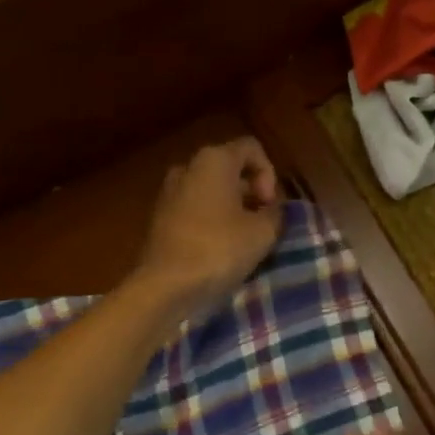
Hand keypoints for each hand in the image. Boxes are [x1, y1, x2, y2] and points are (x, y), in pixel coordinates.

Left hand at [133, 138, 282, 322]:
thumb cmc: (218, 249)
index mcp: (214, 159)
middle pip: (229, 168)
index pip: (251, 148)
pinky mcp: (159, 217)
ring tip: (244, 237)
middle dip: (251, 191)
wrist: (165, 286)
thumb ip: (275, 213)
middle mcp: (188, 167)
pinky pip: (194, 208)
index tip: (270, 205)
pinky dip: (211, 219)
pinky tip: (220, 247)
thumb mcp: (263, 232)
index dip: (269, 173)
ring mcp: (169, 191)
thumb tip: (271, 209)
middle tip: (263, 221)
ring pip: (210, 189)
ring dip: (231, 207)